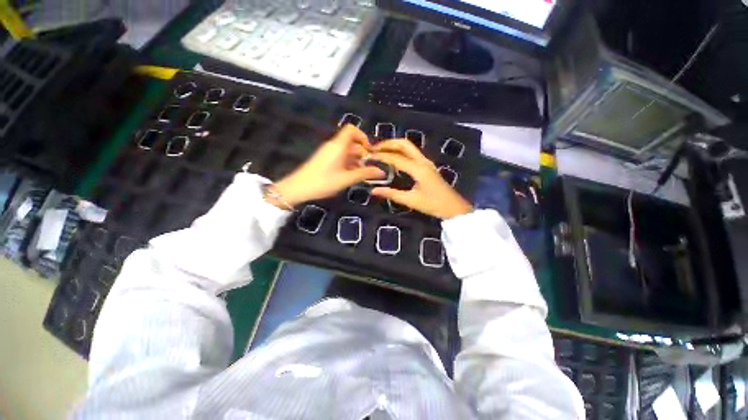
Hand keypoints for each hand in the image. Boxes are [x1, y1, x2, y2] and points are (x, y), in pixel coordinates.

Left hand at [273, 125, 383, 206]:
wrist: (298, 188)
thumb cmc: (324, 182)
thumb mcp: (347, 179)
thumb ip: (365, 173)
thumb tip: (381, 171)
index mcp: (339, 145)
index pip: (352, 129)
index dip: (363, 136)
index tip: (370, 151)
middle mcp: (334, 146)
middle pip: (352, 142)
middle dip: (363, 153)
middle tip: (371, 167)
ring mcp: (328, 153)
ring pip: (347, 151)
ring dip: (357, 160)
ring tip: (363, 173)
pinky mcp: (325, 160)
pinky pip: (340, 157)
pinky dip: (349, 163)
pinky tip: (352, 175)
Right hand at [369, 140, 472, 219]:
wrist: (454, 207)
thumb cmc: (433, 205)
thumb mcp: (411, 201)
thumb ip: (392, 194)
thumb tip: (373, 190)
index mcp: (418, 168)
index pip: (396, 158)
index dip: (381, 156)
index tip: (368, 156)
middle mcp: (422, 161)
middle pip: (404, 144)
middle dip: (388, 144)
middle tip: (374, 149)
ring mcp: (426, 162)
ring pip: (408, 147)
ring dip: (394, 146)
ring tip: (380, 151)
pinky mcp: (427, 165)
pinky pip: (412, 153)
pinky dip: (400, 151)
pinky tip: (393, 158)